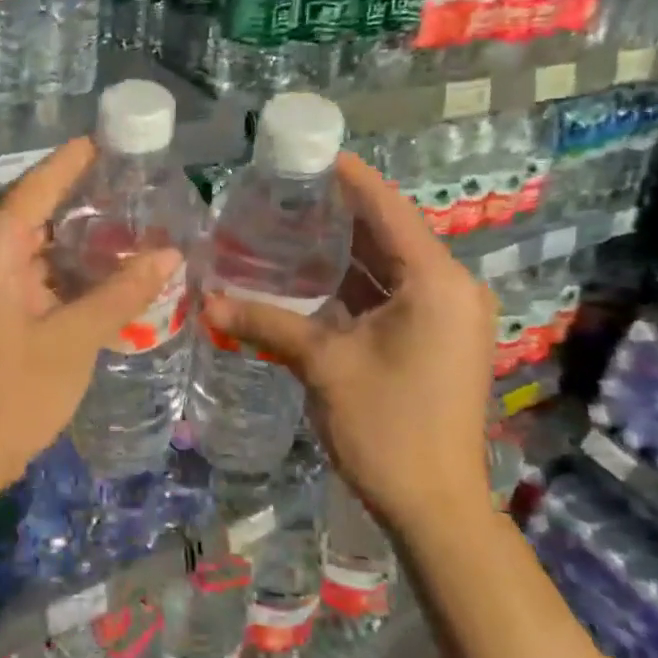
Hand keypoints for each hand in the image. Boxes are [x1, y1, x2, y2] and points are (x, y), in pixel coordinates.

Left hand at [0, 138, 181, 496]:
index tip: (106, 139)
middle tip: (132, 185)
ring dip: (72, 238)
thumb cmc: (14, 391)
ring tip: (126, 222)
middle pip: (33, 211)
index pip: (37, 185)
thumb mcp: (75, 338)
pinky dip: (58, 268)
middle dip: (80, 199)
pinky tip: (97, 269)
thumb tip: (171, 254)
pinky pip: (24, 271)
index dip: (72, 161)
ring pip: (30, 245)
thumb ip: (123, 291)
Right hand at [202, 152, 497, 534]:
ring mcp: (447, 316)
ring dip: (346, 249)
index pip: (389, 210)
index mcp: (436, 282)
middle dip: (341, 212)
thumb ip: (266, 323)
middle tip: (288, 188)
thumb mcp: (323, 365)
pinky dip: (357, 283)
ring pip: (391, 266)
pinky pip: (394, 294)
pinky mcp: (437, 338)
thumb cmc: (387, 426)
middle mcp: (451, 288)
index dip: (351, 178)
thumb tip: (206, 300)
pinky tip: (314, 274)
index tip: (312, 151)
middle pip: (390, 234)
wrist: (436, 507)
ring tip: (292, 221)